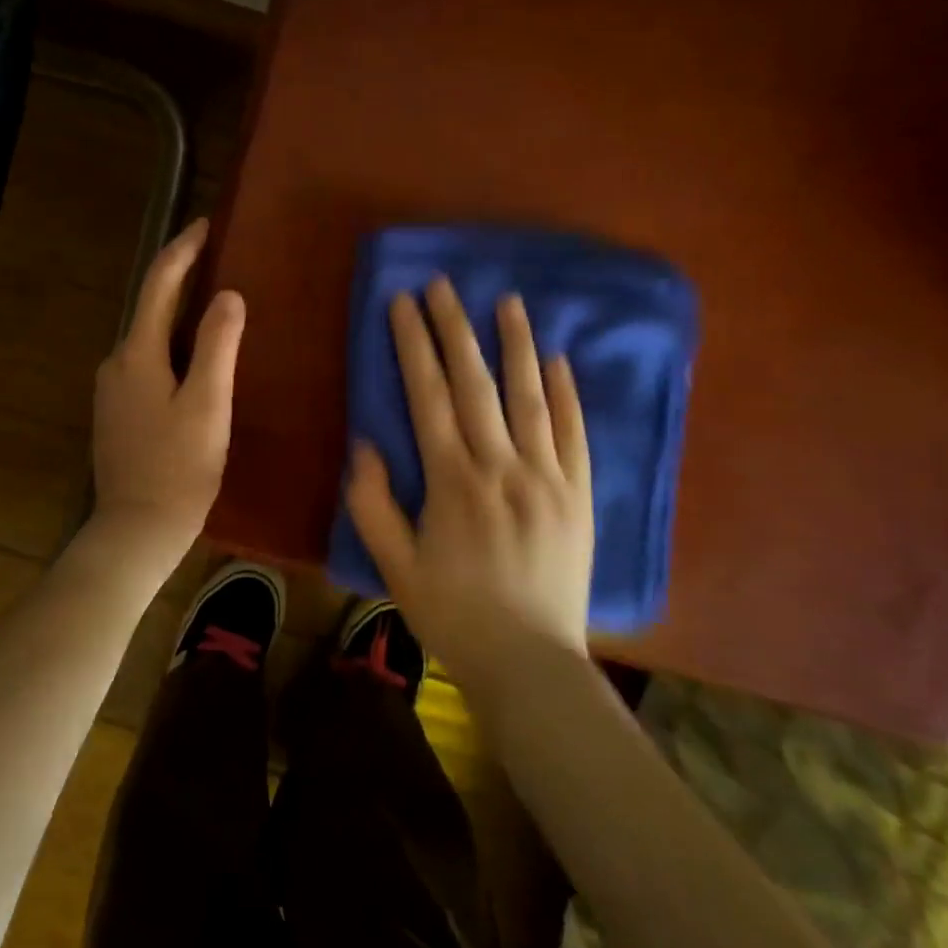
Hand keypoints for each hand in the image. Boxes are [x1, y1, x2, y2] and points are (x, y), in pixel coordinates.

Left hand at [90, 218, 245, 559]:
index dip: (182, 251)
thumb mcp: (208, 405)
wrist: (136, 530)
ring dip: (177, 313)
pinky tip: (194, 356)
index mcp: (137, 354)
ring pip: (149, 337)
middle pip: (150, 307)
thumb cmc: (178, 468)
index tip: (206, 224)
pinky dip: (172, 345)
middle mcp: (116, 363)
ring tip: (213, 302)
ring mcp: (113, 390)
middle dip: (180, 277)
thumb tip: (228, 295)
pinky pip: (148, 362)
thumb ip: (218, 346)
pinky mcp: (118, 413)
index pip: (158, 285)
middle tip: (216, 257)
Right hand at [345, 277, 593, 699]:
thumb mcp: (395, 567)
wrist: (530, 664)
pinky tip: (558, 360)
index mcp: (452, 481)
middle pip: (476, 382)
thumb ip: (374, 504)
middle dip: (455, 328)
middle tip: (443, 284)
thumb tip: (367, 444)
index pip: (428, 395)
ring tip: (507, 300)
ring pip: (530, 396)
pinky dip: (566, 393)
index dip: (413, 345)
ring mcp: (548, 477)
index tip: (403, 302)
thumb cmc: (454, 615)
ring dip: (516, 344)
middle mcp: (501, 466)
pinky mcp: (580, 494)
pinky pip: (575, 433)